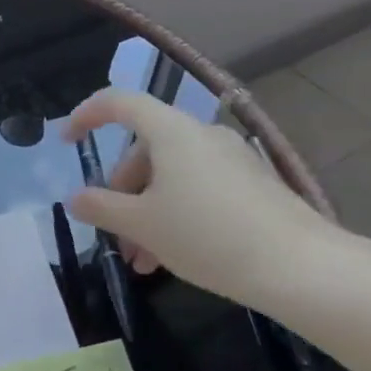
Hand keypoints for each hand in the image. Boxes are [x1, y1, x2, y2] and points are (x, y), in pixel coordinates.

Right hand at [61, 88, 341, 310]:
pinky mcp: (253, 184)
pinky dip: (177, 213)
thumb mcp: (143, 225)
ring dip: (148, 211)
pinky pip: (199, 188)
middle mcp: (201, 134)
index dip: (86, 115)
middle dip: (122, 192)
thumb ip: (102, 208)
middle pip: (145, 149)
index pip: (118, 102)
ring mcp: (231, 158)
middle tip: (115, 235)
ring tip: (144, 261)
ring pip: (172, 176)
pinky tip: (176, 256)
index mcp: (171, 131)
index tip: (68, 143)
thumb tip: (75, 198)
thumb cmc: (208, 236)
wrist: (301, 268)